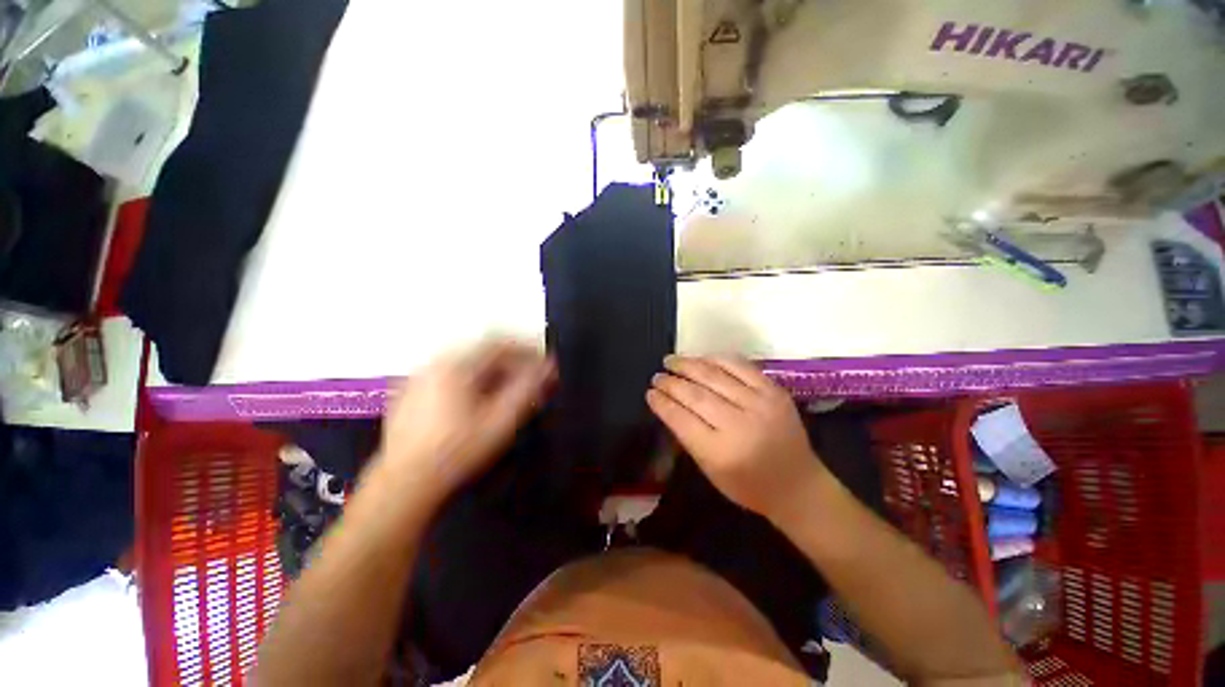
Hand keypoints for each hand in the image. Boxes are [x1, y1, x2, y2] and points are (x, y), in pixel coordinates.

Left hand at [372, 340, 553, 507]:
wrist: (405, 484)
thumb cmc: (458, 451)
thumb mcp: (501, 420)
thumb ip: (528, 389)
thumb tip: (549, 367)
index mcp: (456, 365)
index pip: (500, 344)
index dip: (527, 351)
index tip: (544, 363)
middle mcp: (435, 363)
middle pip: (483, 351)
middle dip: (512, 362)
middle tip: (529, 378)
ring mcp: (420, 376)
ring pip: (467, 362)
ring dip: (493, 371)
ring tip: (509, 390)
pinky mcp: (411, 392)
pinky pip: (450, 374)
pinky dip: (472, 379)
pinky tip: (479, 400)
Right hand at [647, 355, 826, 521]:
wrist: (798, 485)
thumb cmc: (748, 486)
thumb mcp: (710, 471)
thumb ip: (688, 437)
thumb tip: (669, 405)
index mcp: (721, 452)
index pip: (681, 419)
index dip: (662, 403)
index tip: (650, 393)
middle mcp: (740, 425)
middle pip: (695, 395)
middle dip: (671, 383)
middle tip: (657, 376)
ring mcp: (760, 404)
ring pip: (715, 376)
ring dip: (688, 365)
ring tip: (671, 361)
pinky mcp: (774, 391)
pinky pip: (740, 366)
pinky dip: (716, 359)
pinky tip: (701, 358)